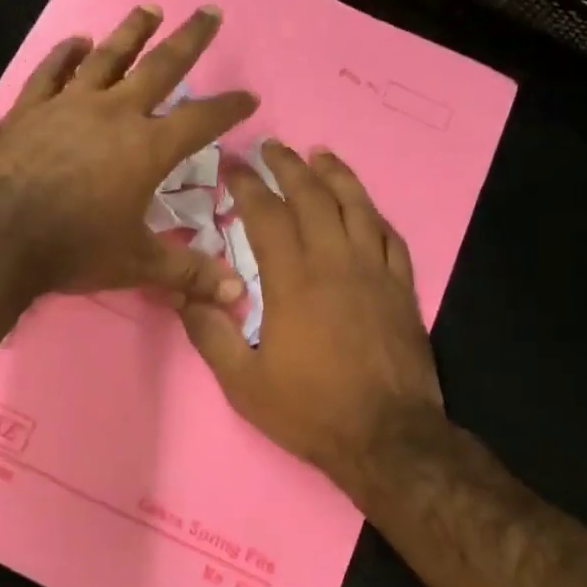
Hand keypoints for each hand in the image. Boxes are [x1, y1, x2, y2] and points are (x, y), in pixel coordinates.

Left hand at [0, 4, 257, 303]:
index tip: (249, 95)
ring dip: (131, 32)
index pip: (200, 120)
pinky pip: (51, 72)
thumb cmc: (73, 247)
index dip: (228, 108)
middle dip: (189, 40)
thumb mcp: (136, 264)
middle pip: (160, 67)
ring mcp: (68, 105)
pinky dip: (65, 54)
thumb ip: (187, 274)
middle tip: (209, 11)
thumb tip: (238, 296)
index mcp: (147, 148)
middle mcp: (113, 114)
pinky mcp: (29, 109)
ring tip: (149, 8)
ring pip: (107, 58)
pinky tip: (77, 42)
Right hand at [180, 142, 443, 502]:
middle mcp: (337, 264)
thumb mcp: (243, 383)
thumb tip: (183, 293)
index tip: (233, 165)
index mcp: (293, 282)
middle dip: (289, 167)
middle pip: (313, 198)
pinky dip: (374, 214)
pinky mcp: (403, 290)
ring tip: (320, 155)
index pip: (267, 216)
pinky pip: (391, 237)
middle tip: (272, 147)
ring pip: (357, 207)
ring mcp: (376, 273)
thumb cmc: (310, 411)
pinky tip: (365, 207)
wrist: (388, 439)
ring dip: (337, 175)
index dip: (247, 186)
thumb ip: (210, 334)